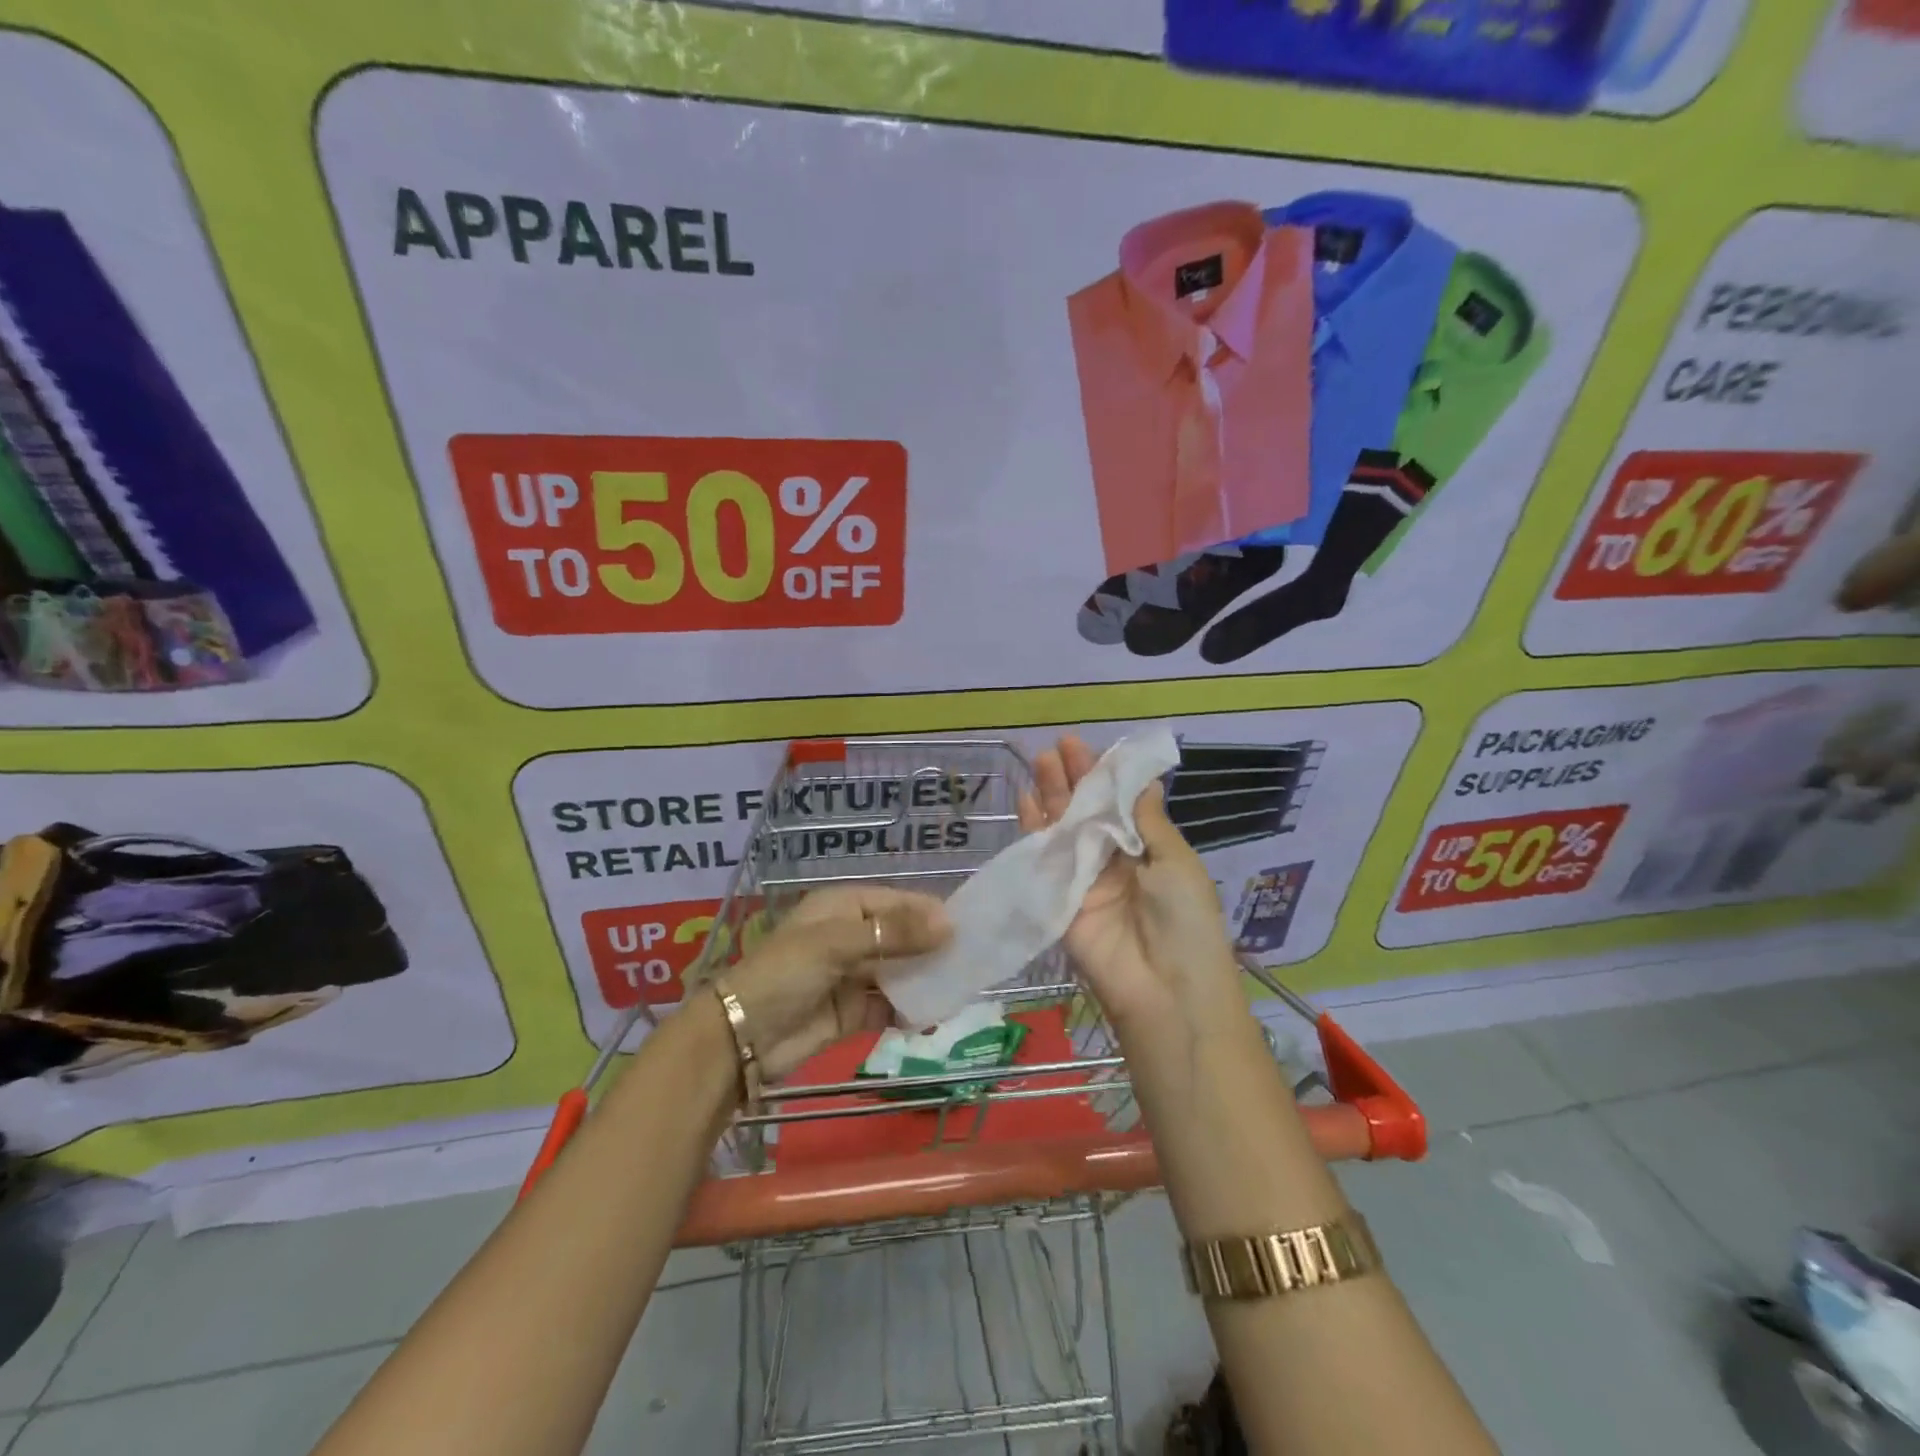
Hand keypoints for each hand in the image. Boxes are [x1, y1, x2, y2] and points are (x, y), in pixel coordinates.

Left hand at [718, 885, 949, 1080]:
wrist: (741, 1038)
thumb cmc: (785, 973)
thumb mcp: (837, 944)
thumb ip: (893, 934)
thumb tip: (948, 924)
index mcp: (842, 909)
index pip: (895, 903)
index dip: (927, 912)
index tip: (964, 926)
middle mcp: (850, 938)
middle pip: (900, 937)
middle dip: (931, 947)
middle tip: (971, 958)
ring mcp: (852, 976)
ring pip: (899, 973)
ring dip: (924, 979)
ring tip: (961, 986)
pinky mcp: (852, 1012)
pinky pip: (889, 1006)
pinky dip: (910, 1010)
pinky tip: (932, 1015)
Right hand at [1017, 735, 1241, 1030]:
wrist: (1166, 990)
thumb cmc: (1186, 921)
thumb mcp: (1176, 863)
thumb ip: (1148, 822)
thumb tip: (1144, 781)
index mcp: (1146, 851)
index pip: (1119, 804)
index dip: (1103, 776)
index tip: (1086, 747)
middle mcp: (1112, 861)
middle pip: (1087, 812)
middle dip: (1073, 779)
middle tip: (1057, 747)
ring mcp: (1082, 880)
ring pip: (1063, 829)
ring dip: (1052, 796)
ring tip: (1040, 761)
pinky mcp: (1057, 900)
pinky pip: (1044, 859)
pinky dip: (1034, 830)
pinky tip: (1025, 801)